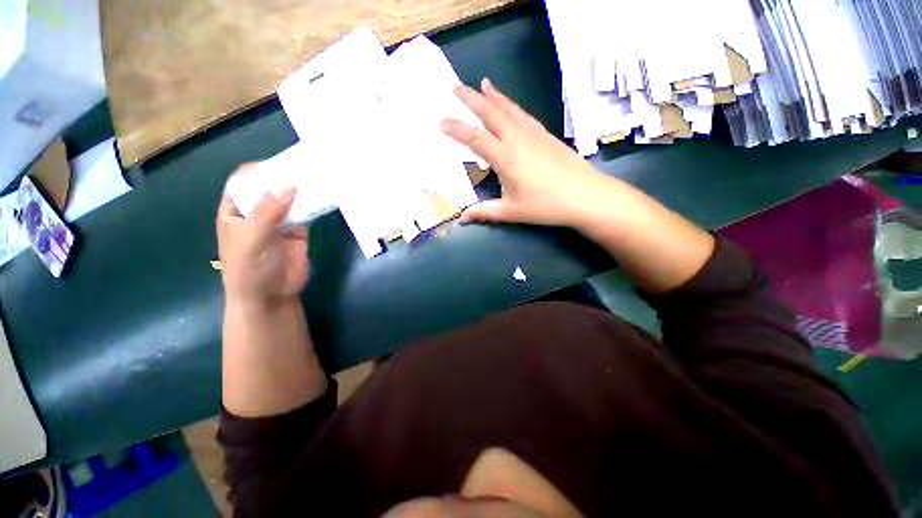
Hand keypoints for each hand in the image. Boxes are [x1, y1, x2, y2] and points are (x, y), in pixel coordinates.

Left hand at [216, 164, 308, 305]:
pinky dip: (313, 205)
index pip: (242, 183)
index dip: (257, 171)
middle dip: (283, 178)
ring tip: (317, 177)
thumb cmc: (249, 269)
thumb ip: (268, 212)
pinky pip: (305, 213)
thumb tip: (288, 185)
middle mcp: (257, 213)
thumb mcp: (252, 239)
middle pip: (269, 188)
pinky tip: (323, 196)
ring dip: (301, 190)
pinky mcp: (298, 231)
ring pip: (289, 200)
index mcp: (235, 212)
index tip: (278, 164)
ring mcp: (279, 222)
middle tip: (304, 167)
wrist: (271, 296)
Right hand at [441, 78, 614, 228]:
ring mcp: (533, 134)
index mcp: (504, 158)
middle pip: (490, 113)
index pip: (474, 137)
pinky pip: (523, 115)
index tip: (441, 120)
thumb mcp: (510, 212)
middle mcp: (516, 139)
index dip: (456, 128)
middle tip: (455, 87)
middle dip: (471, 99)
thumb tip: (462, 219)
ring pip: (508, 109)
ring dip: (493, 96)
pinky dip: (512, 105)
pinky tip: (509, 104)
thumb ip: (484, 212)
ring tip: (482, 84)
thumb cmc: (545, 205)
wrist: (584, 195)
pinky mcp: (545, 134)